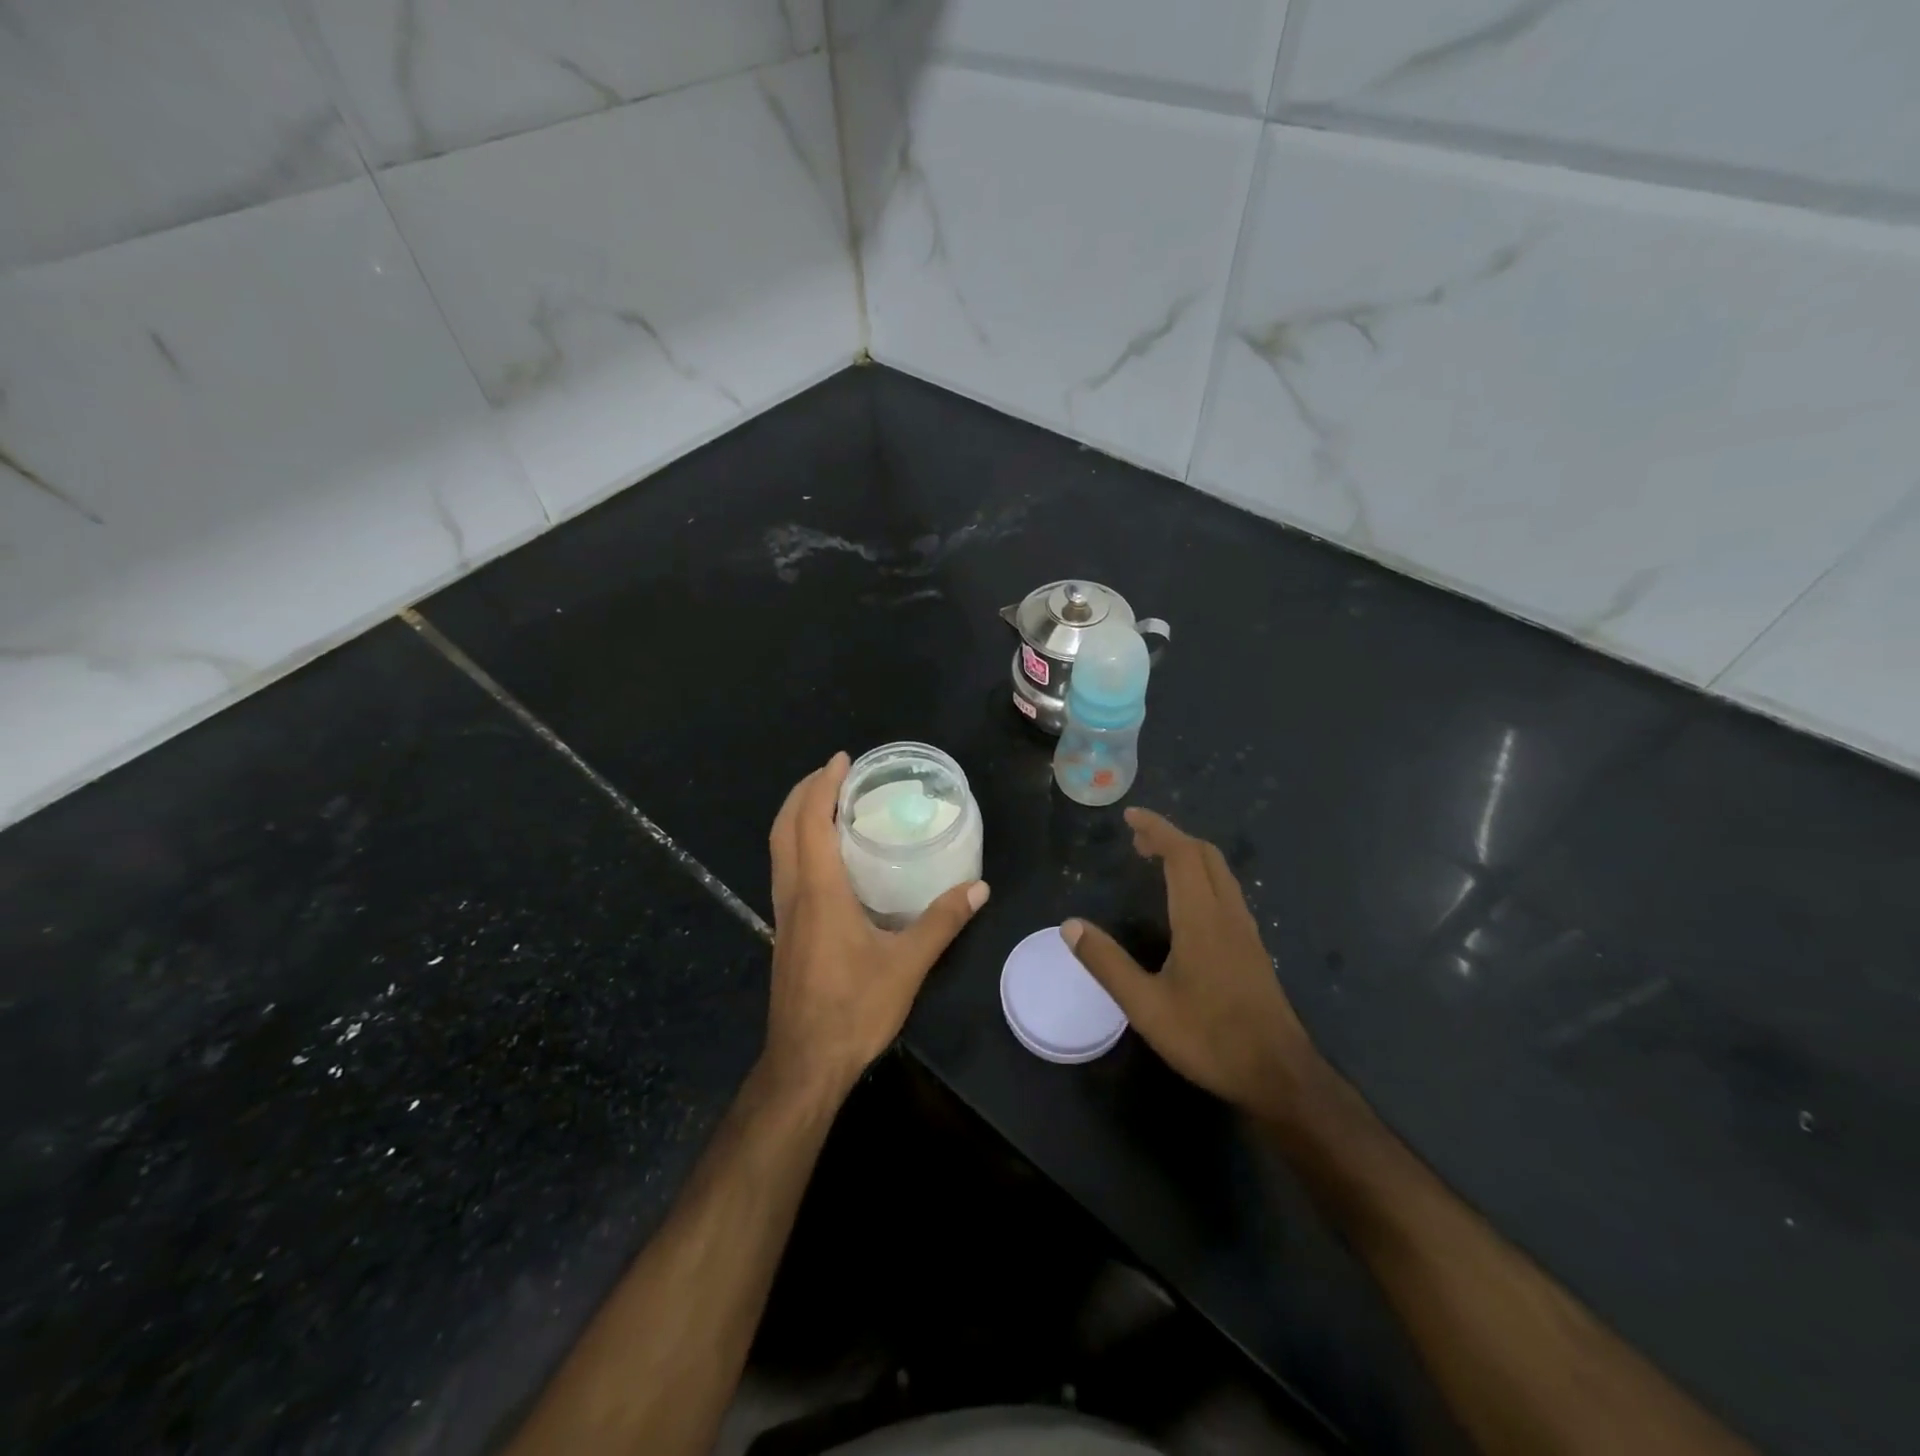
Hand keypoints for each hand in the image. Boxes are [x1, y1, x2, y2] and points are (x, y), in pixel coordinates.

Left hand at [763, 752, 989, 1103]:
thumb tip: (978, 888)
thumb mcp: (907, 965)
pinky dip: (798, 845)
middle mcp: (794, 895)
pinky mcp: (784, 933)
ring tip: (827, 802)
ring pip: (779, 850)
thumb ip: (942, 922)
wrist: (805, 1063)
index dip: (823, 785)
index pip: (812, 822)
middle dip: (803, 792)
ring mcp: (783, 915)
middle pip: (784, 829)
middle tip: (833, 772)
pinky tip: (824, 857)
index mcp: (820, 892)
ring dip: (796, 817)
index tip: (842, 759)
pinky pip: (785, 871)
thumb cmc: (854, 1009)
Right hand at [1063, 808, 1315, 1124]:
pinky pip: (1227, 892)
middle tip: (1137, 840)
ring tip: (1157, 862)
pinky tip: (1187, 902)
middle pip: (1205, 855)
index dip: (1157, 829)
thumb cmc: (1209, 1038)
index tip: (1130, 817)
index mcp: (1201, 919)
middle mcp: (1228, 914)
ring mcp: (1246, 931)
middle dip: (1171, 837)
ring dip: (1189, 856)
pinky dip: (1202, 876)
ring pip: (1220, 873)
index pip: (1182, 854)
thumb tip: (1069, 925)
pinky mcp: (1254, 948)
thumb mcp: (1146, 1007)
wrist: (1280, 1075)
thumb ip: (1107, 963)